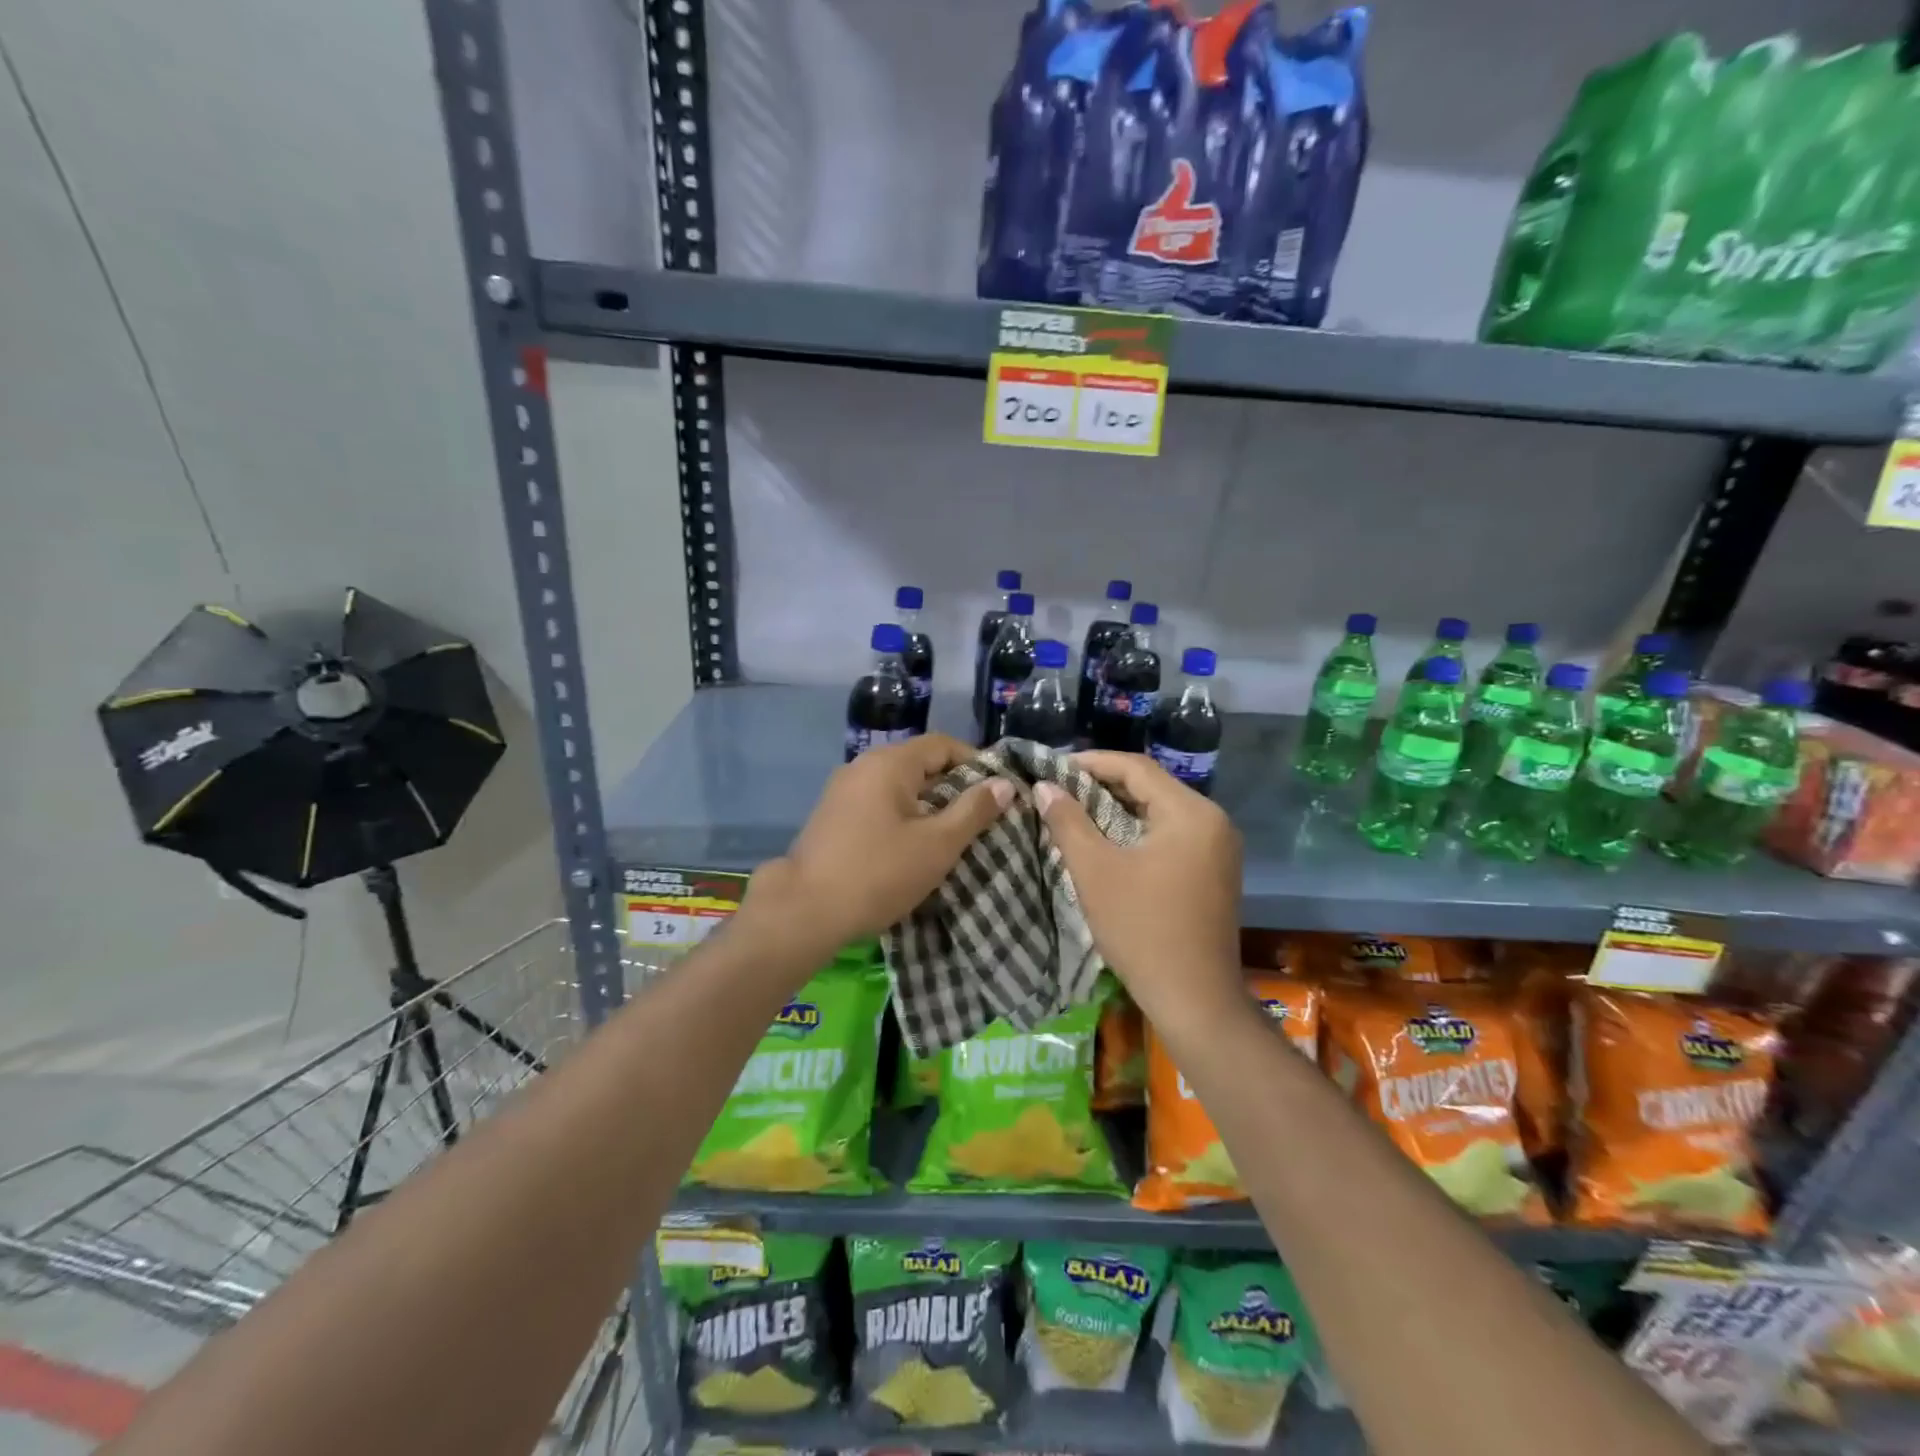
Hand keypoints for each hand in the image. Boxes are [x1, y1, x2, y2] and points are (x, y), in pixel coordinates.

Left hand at [746, 734, 1013, 957]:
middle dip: (953, 786)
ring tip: (951, 835)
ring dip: (927, 804)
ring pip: (898, 785)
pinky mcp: (832, 815)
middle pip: (919, 763)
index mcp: (889, 763)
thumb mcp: (937, 844)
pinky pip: (878, 802)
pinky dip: (902, 815)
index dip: (975, 763)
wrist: (804, 911)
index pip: (943, 745)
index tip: (997, 792)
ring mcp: (842, 790)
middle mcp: (863, 766)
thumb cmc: (879, 873)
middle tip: (980, 818)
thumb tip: (1004, 783)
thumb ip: (973, 811)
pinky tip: (912, 845)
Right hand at [1035, 752, 1243, 1037]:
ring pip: (1160, 812)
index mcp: (1191, 812)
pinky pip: (1171, 835)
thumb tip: (1045, 787)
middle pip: (1151, 787)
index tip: (1053, 769)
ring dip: (1118, 809)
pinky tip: (1108, 842)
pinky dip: (1137, 832)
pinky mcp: (1215, 872)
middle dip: (1102, 786)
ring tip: (1075, 813)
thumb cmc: (1142, 929)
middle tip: (1059, 791)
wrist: (1195, 1000)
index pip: (1136, 768)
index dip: (1091, 762)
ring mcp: (1219, 848)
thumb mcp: (1096, 871)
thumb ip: (1068, 822)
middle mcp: (1213, 821)